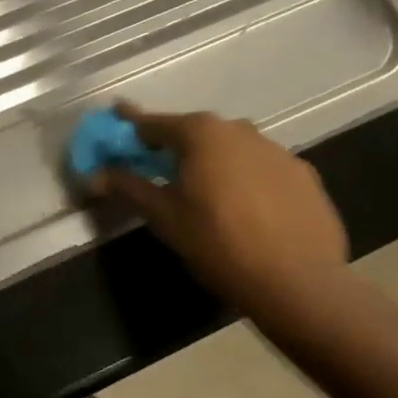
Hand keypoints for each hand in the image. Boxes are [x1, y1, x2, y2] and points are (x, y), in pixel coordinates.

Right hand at [90, 104, 347, 309]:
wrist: (298, 283)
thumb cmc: (218, 244)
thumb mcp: (165, 217)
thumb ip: (128, 187)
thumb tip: (93, 175)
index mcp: (201, 133)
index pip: (154, 123)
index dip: (130, 123)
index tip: (116, 114)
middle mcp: (239, 129)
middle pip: (195, 133)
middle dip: (174, 146)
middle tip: (159, 168)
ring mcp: (277, 150)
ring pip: (232, 149)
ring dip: (214, 162)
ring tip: (207, 194)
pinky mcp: (304, 174)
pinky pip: (262, 169)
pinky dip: (247, 180)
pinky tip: (247, 210)